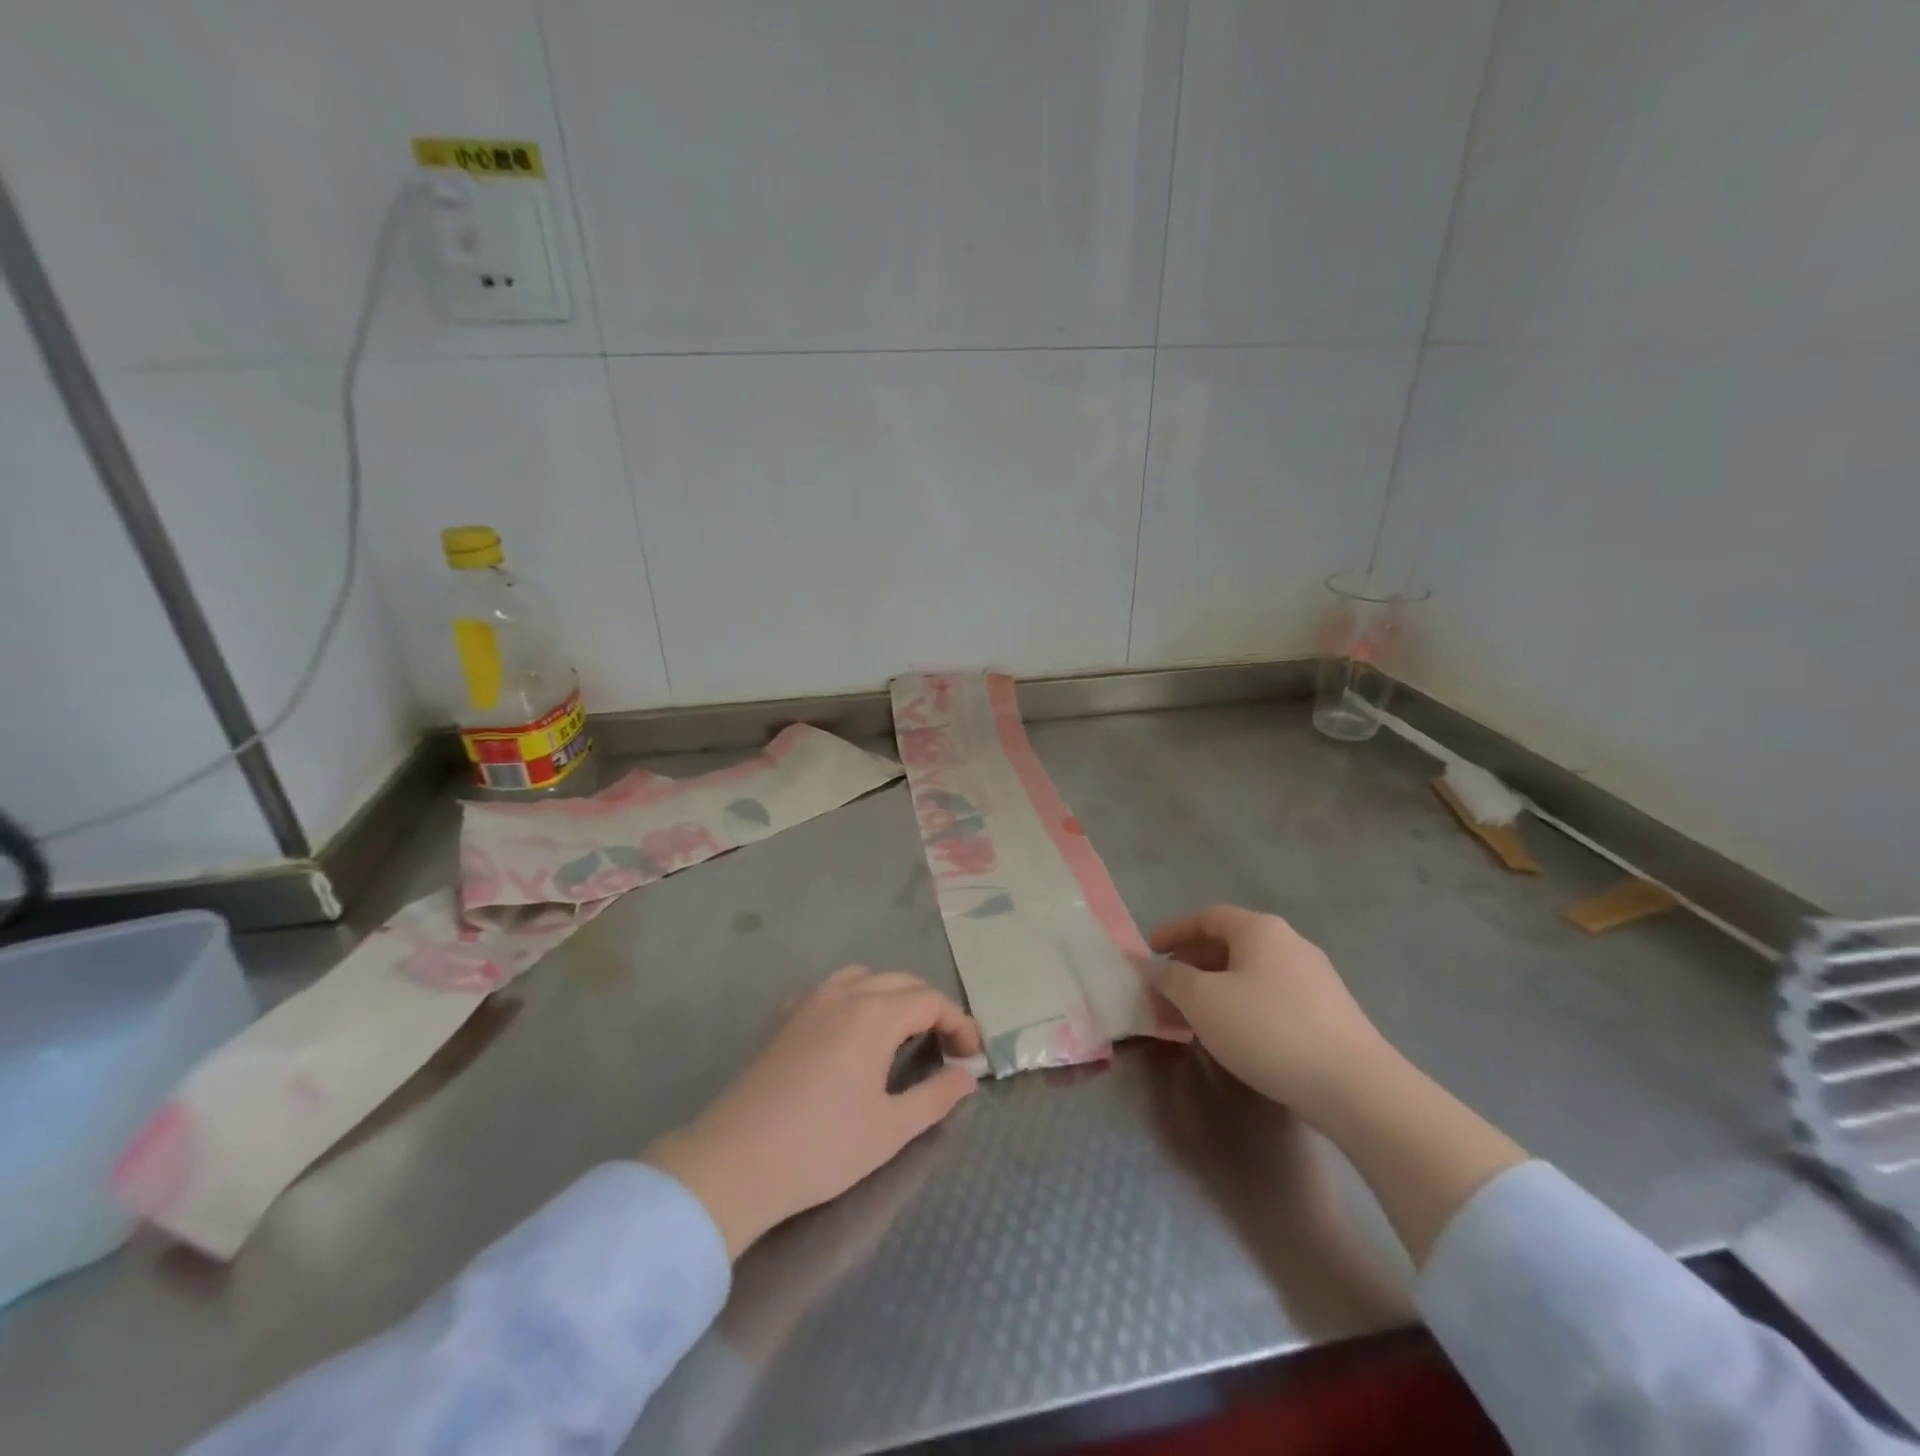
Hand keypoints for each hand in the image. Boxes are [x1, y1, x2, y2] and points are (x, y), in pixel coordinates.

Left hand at [644, 966, 980, 1257]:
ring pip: (864, 977)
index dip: (958, 1022)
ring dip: (893, 996)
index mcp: (873, 1014)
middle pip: (901, 982)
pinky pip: (831, 988)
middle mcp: (843, 993)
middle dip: (930, 1007)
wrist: (733, 1163)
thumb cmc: (821, 1148)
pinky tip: (853, 1031)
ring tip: (903, 1033)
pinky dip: (856, 997)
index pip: (930, 1000)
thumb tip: (967, 1076)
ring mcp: (808, 1001)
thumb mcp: (891, 1130)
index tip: (972, 1054)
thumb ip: (936, 1097)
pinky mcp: (784, 1017)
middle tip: (946, 1046)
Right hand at [1150, 905, 1384, 1119]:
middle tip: (1168, 985)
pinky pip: (1273, 995)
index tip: (1149, 950)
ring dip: (1217, 986)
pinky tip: (1237, 1034)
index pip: (1207, 917)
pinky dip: (1244, 1004)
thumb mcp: (1203, 1001)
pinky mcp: (1330, 1012)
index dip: (1175, 930)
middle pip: (1231, 942)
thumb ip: (1171, 978)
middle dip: (1194, 962)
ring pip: (1252, 971)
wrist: (1355, 1087)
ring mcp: (1316, 977)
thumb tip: (1154, 967)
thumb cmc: (1267, 1030)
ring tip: (1195, 1014)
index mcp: (1260, 929)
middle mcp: (1291, 943)